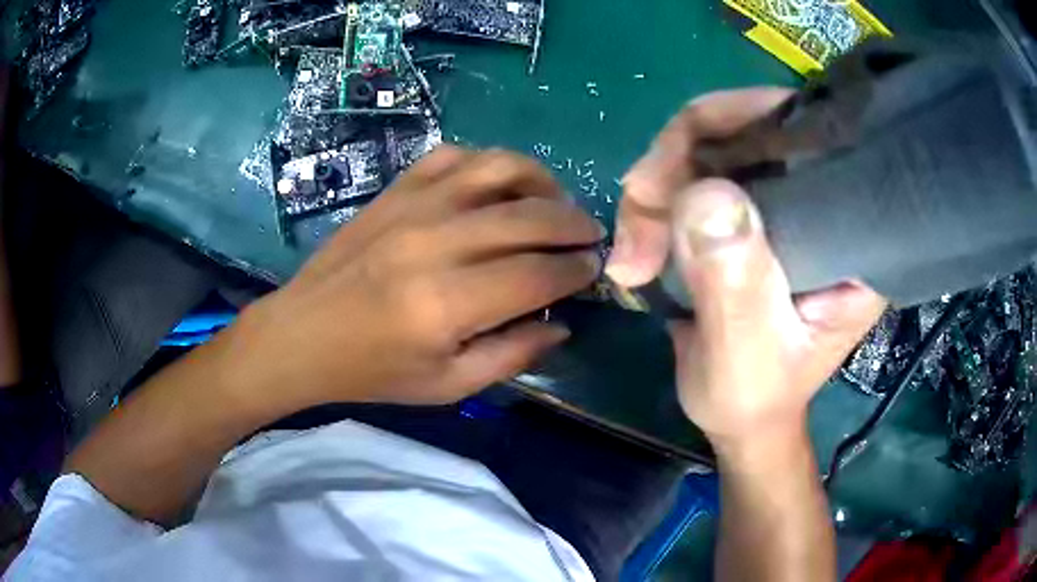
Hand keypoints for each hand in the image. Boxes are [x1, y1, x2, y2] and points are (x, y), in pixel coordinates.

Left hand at [229, 146, 603, 410]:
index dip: (577, 270)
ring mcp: (413, 206)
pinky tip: (499, 185)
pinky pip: (454, 157)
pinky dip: (488, 164)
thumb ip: (512, 356)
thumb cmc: (373, 370)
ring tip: (555, 202)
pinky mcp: (395, 191)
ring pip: (498, 168)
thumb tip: (561, 323)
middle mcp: (436, 243)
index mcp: (447, 304)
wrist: (303, 333)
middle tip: (590, 236)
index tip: (594, 269)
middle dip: (574, 225)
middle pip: (530, 217)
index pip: (538, 275)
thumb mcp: (447, 386)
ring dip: (541, 181)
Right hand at [607, 89, 885, 449]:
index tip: (670, 178)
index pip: (802, 134)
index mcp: (851, 232)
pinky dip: (656, 203)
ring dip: (656, 191)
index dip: (733, 127)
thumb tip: (704, 193)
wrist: (740, 415)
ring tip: (632, 256)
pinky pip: (693, 174)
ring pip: (710, 146)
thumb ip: (733, 281)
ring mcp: (783, 199)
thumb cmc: (754, 396)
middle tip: (636, 217)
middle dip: (676, 163)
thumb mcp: (745, 353)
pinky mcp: (751, 210)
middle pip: (746, 128)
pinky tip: (638, 244)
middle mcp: (823, 200)